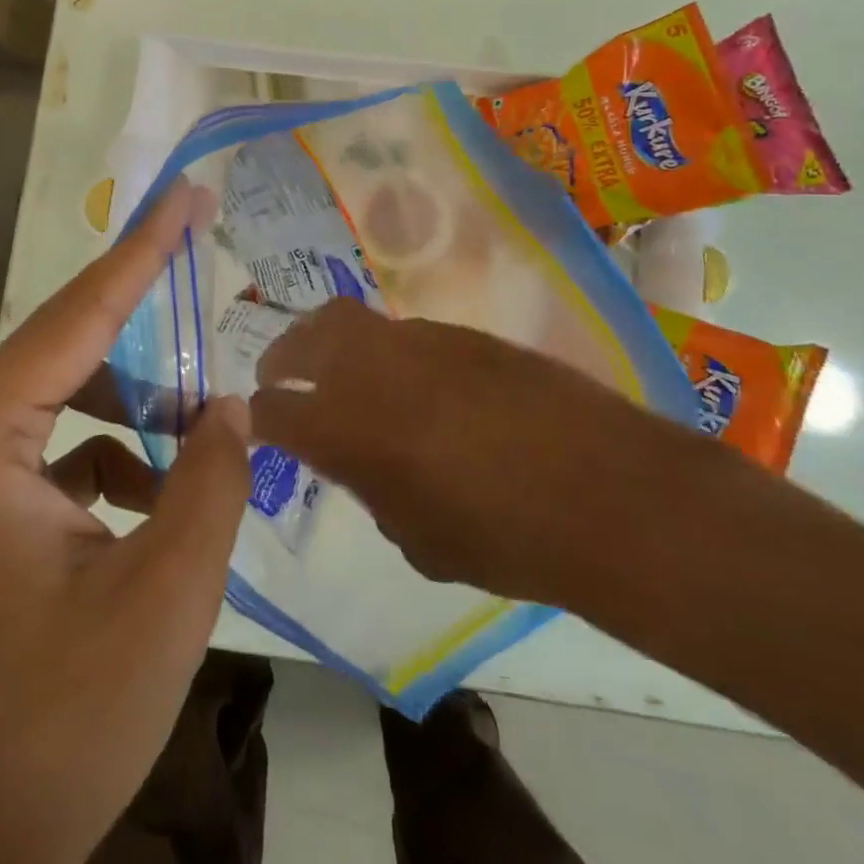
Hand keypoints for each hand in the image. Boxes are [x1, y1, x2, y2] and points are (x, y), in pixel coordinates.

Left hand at [0, 181, 250, 863]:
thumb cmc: (59, 725)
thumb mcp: (165, 595)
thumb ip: (212, 478)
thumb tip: (231, 402)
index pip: (76, 317)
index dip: (142, 251)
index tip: (186, 194)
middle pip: (67, 355)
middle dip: (146, 336)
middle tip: (211, 300)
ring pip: (64, 405)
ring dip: (135, 412)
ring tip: (199, 442)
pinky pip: (52, 452)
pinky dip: (111, 459)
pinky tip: (154, 503)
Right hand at [250, 298, 692, 611]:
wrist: (606, 491)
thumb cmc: (503, 538)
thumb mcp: (418, 539)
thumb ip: (373, 492)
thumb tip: (365, 465)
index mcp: (345, 426)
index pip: (274, 411)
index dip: (258, 418)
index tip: (256, 424)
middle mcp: (371, 368)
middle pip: (305, 337)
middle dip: (282, 354)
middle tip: (279, 375)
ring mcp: (420, 340)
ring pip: (354, 323)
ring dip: (336, 346)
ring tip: (348, 375)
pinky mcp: (464, 332)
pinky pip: (407, 335)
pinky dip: (390, 353)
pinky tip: (418, 386)